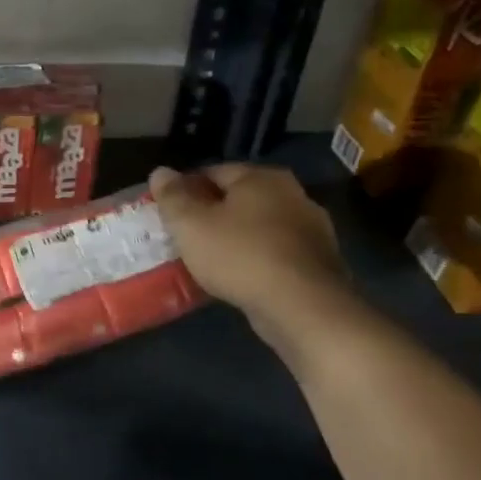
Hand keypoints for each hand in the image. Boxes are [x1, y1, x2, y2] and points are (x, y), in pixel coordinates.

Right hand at [149, 164, 351, 335]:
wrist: (303, 308)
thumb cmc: (239, 255)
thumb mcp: (190, 224)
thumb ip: (172, 196)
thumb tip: (160, 171)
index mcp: (261, 177)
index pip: (212, 172)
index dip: (185, 189)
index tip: (167, 211)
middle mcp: (293, 194)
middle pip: (238, 198)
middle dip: (211, 213)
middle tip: (185, 234)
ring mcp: (312, 229)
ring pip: (258, 227)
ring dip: (235, 237)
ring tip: (208, 258)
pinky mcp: (320, 262)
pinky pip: (275, 252)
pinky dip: (255, 259)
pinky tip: (238, 277)